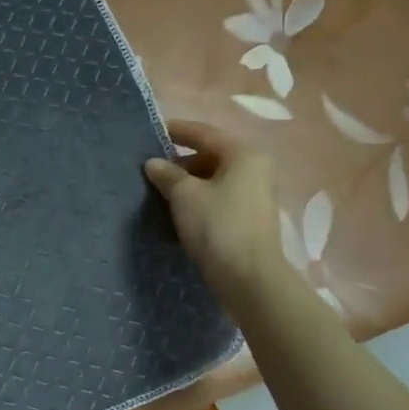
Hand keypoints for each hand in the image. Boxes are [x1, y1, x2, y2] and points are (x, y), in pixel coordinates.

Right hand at [145, 120, 285, 306]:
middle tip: (152, 172)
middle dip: (180, 163)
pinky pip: (220, 199)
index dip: (177, 131)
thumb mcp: (185, 196)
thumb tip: (153, 163)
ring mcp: (256, 195)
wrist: (249, 278)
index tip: (153, 132)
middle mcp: (255, 169)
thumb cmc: (217, 227)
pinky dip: (199, 201)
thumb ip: (167, 174)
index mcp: (243, 154)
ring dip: (188, 185)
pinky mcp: (250, 218)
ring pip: (214, 180)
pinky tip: (178, 214)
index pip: (204, 133)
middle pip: (211, 156)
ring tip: (160, 195)